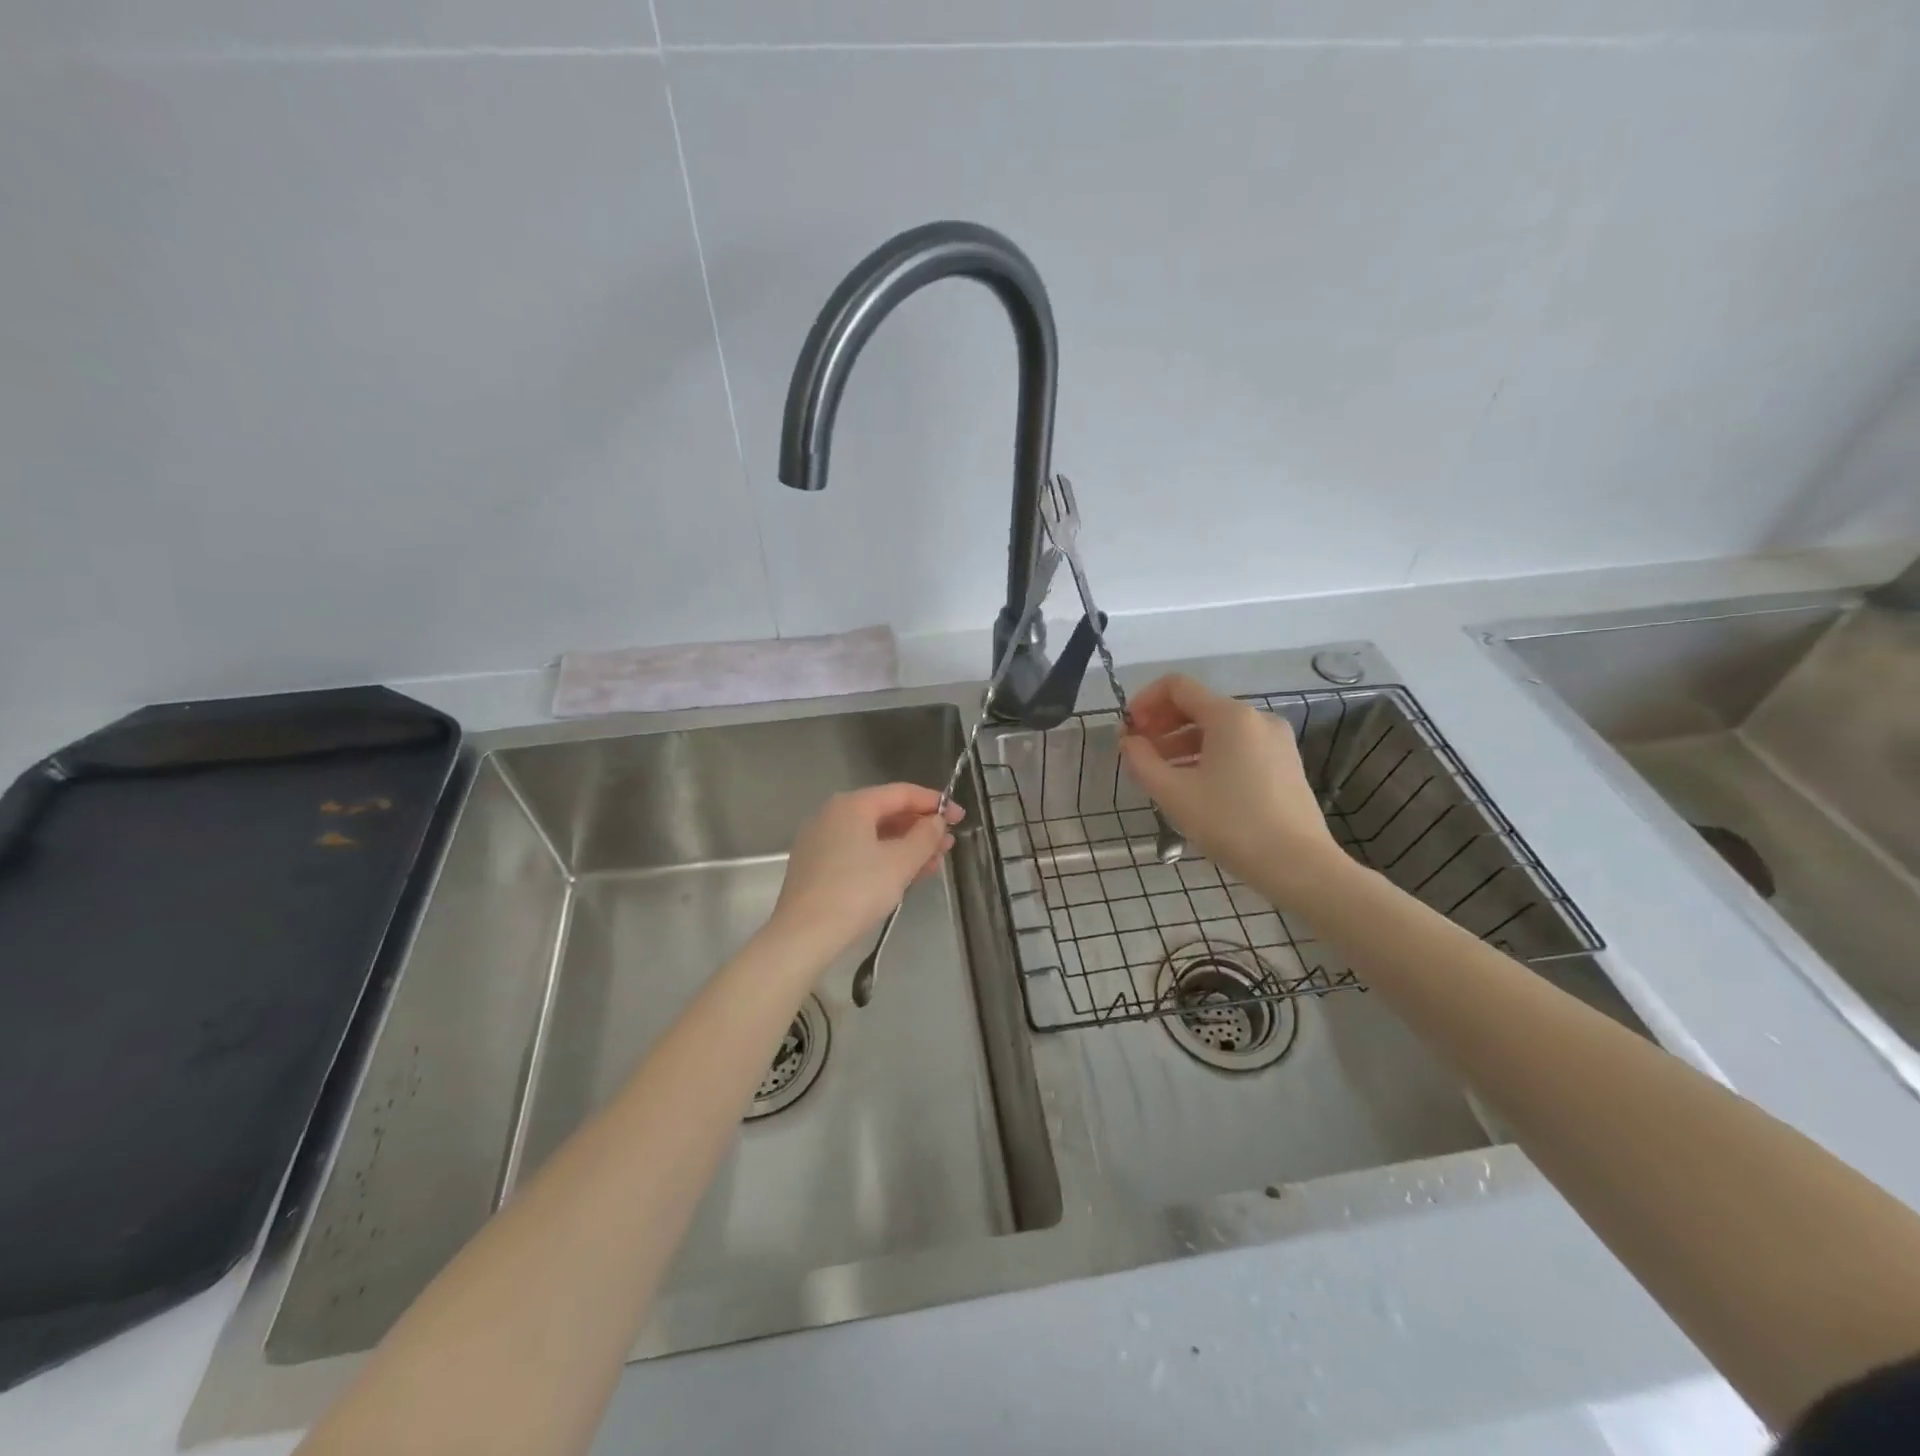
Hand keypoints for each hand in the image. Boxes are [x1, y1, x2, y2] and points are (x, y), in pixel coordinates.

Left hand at [769, 784, 963, 962]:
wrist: (804, 935)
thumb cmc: (857, 891)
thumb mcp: (900, 862)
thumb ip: (925, 836)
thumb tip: (936, 821)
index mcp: (852, 805)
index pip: (901, 793)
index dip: (934, 803)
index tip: (960, 817)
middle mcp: (833, 814)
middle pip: (886, 813)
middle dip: (920, 828)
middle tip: (949, 844)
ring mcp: (821, 840)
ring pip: (873, 835)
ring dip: (905, 846)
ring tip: (933, 863)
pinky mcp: (816, 866)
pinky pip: (858, 852)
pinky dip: (884, 858)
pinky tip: (904, 875)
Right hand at [1119, 674, 1348, 906]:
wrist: (1299, 865)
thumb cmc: (1231, 824)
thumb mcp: (1174, 793)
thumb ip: (1142, 761)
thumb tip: (1129, 742)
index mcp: (1230, 716)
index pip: (1176, 686)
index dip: (1144, 702)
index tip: (1127, 731)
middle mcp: (1256, 718)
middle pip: (1197, 705)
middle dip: (1161, 724)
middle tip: (1138, 753)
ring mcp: (1275, 741)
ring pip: (1217, 729)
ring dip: (1181, 743)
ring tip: (1160, 774)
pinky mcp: (1284, 763)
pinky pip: (1237, 747)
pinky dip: (1208, 755)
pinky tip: (1194, 785)